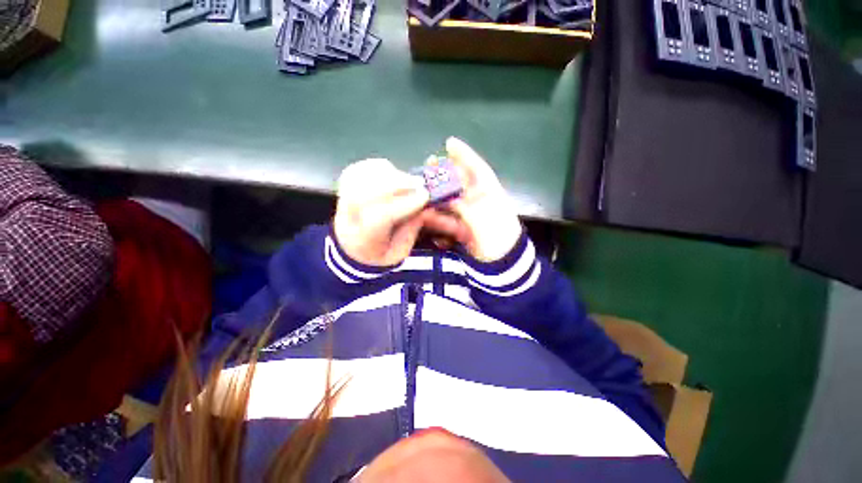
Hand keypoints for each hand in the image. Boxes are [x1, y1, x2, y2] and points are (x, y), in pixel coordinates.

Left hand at [333, 158, 429, 266]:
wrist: (352, 249)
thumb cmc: (379, 253)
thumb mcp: (399, 252)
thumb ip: (410, 230)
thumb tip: (424, 207)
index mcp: (364, 241)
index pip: (379, 217)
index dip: (403, 204)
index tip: (425, 196)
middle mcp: (348, 218)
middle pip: (364, 193)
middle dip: (396, 183)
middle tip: (419, 183)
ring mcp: (342, 199)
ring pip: (359, 177)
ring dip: (388, 173)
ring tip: (407, 179)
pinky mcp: (345, 187)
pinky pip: (358, 169)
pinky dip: (377, 166)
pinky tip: (392, 172)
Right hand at [429, 137, 521, 262]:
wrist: (502, 262)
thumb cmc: (498, 234)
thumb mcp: (482, 217)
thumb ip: (464, 206)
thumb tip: (447, 197)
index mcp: (489, 192)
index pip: (477, 168)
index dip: (464, 155)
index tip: (449, 142)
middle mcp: (479, 200)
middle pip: (458, 184)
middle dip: (443, 177)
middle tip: (427, 168)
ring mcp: (469, 215)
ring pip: (450, 202)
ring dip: (436, 199)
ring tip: (420, 193)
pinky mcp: (462, 229)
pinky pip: (447, 220)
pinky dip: (437, 219)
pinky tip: (424, 216)